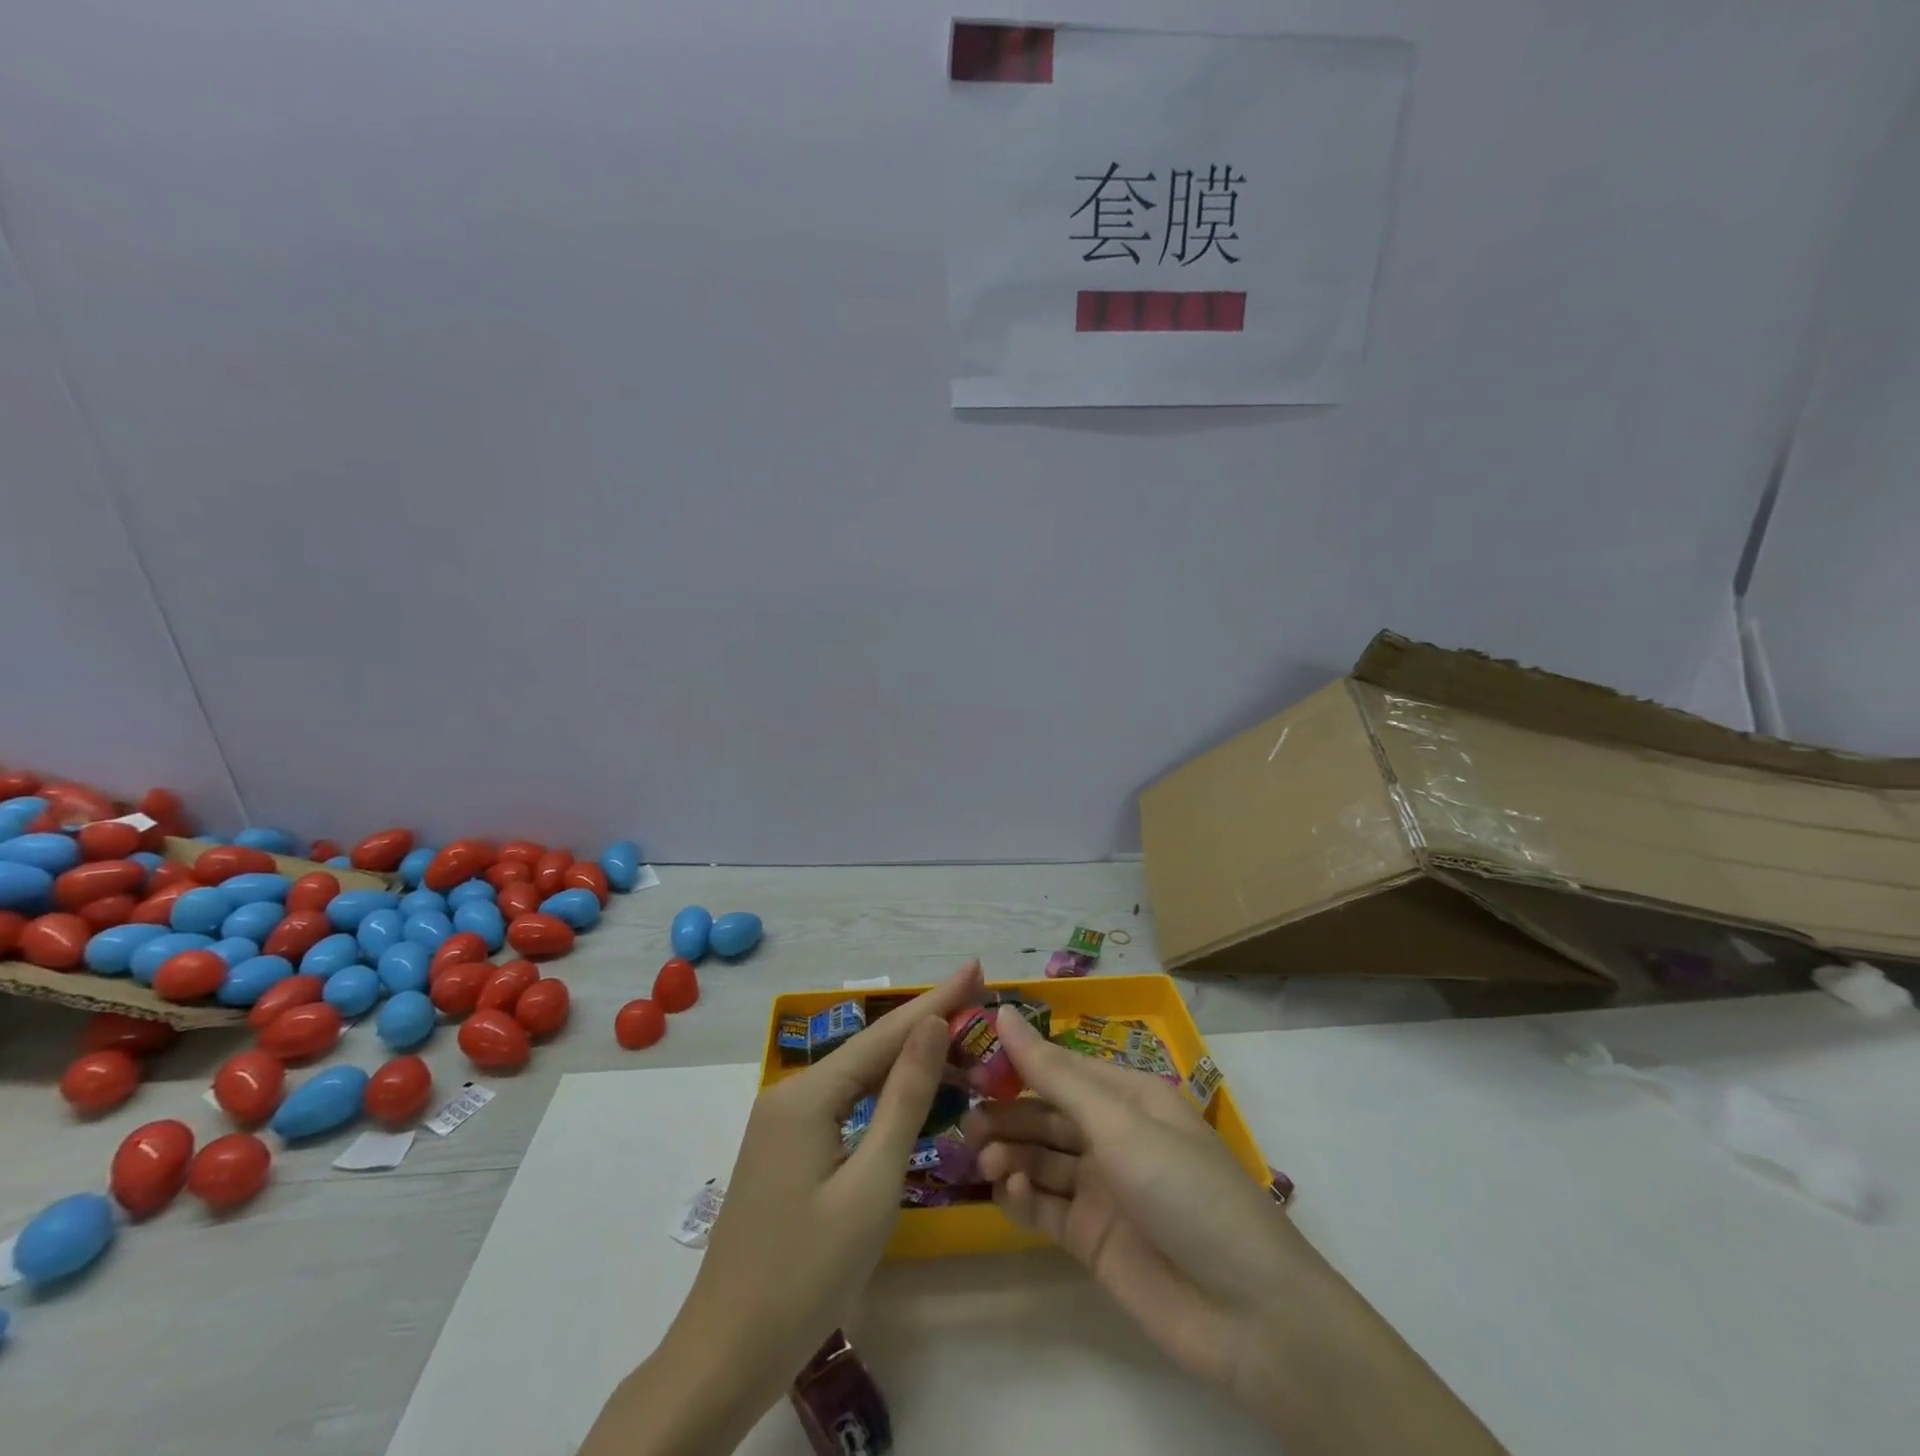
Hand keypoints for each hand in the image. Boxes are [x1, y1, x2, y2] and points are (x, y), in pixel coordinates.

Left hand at [583, 960, 985, 1455]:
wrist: (725, 1356)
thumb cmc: (807, 1274)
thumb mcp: (871, 1185)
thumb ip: (904, 1099)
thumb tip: (932, 1025)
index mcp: (806, 1095)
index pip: (884, 1035)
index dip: (936, 1001)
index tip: (976, 968)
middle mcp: (789, 1095)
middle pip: (869, 1050)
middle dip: (924, 1024)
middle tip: (977, 1000)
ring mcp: (782, 1123)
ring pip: (855, 1078)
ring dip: (905, 1059)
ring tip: (957, 1036)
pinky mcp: (784, 1150)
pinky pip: (842, 1105)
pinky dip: (881, 1094)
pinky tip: (907, 1090)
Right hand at [969, 1007, 1507, 1454]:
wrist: (1247, 1314)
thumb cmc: (1185, 1191)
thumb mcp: (1118, 1123)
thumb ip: (1055, 1074)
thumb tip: (1003, 1013)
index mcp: (1129, 1096)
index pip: (1061, 1067)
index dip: (1017, 1061)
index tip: (968, 1057)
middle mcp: (1113, 1136)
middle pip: (1046, 1114)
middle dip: (1007, 1114)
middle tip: (964, 1119)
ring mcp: (1103, 1189)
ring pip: (1041, 1159)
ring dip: (1011, 1154)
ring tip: (985, 1158)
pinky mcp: (1092, 1239)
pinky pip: (1047, 1207)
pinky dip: (1023, 1197)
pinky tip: (1008, 1193)